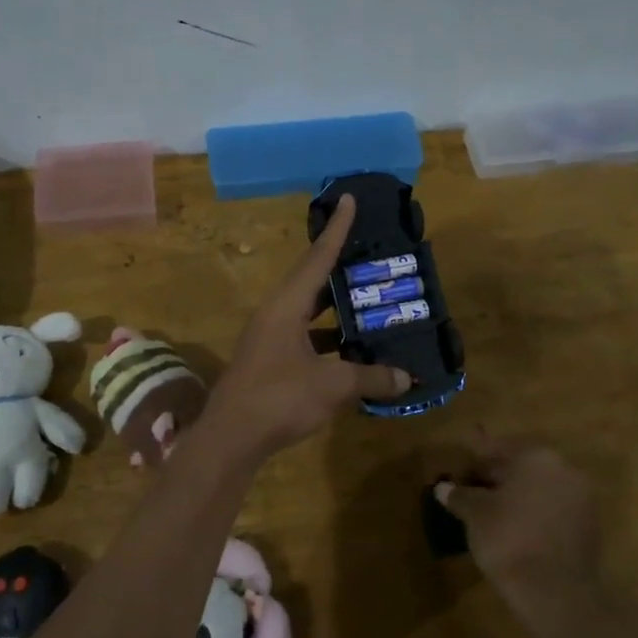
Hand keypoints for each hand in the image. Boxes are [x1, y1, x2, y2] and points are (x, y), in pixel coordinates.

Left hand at [207, 195, 410, 459]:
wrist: (230, 439)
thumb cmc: (279, 399)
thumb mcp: (332, 385)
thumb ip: (371, 378)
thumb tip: (408, 378)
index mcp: (286, 306)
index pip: (317, 258)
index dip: (337, 229)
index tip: (348, 199)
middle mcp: (275, 315)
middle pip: (312, 282)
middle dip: (341, 268)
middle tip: (370, 255)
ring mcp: (269, 340)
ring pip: (308, 314)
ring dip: (336, 310)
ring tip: (370, 303)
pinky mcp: (269, 363)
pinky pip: (305, 339)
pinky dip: (329, 341)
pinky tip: (352, 352)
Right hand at [435, 439, 603, 637]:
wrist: (556, 592)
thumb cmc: (509, 539)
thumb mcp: (475, 514)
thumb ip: (459, 495)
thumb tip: (443, 487)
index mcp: (536, 456)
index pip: (498, 449)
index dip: (474, 461)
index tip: (458, 470)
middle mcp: (564, 469)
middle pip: (522, 466)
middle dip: (496, 477)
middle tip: (471, 491)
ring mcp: (581, 498)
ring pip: (539, 488)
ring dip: (516, 496)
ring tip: (489, 512)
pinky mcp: (589, 526)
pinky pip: (553, 509)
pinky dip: (533, 513)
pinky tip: (513, 529)